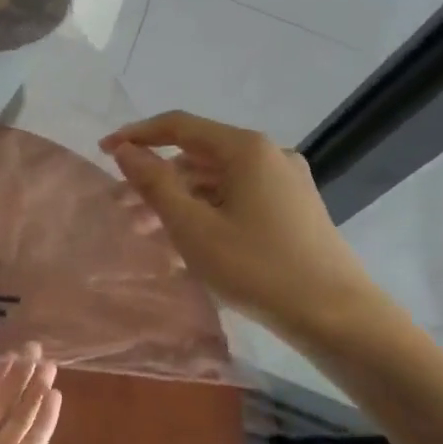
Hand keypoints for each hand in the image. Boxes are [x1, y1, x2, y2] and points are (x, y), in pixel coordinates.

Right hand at [100, 111, 398, 343]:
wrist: (338, 316)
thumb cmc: (258, 268)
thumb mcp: (194, 228)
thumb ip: (155, 184)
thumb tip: (125, 150)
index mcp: (246, 149)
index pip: (179, 126)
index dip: (138, 135)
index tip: (104, 152)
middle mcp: (269, 154)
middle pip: (199, 155)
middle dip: (158, 178)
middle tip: (124, 208)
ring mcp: (286, 181)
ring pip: (219, 180)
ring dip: (181, 199)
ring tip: (150, 232)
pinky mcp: (295, 208)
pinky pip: (239, 198)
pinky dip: (208, 211)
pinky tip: (190, 243)